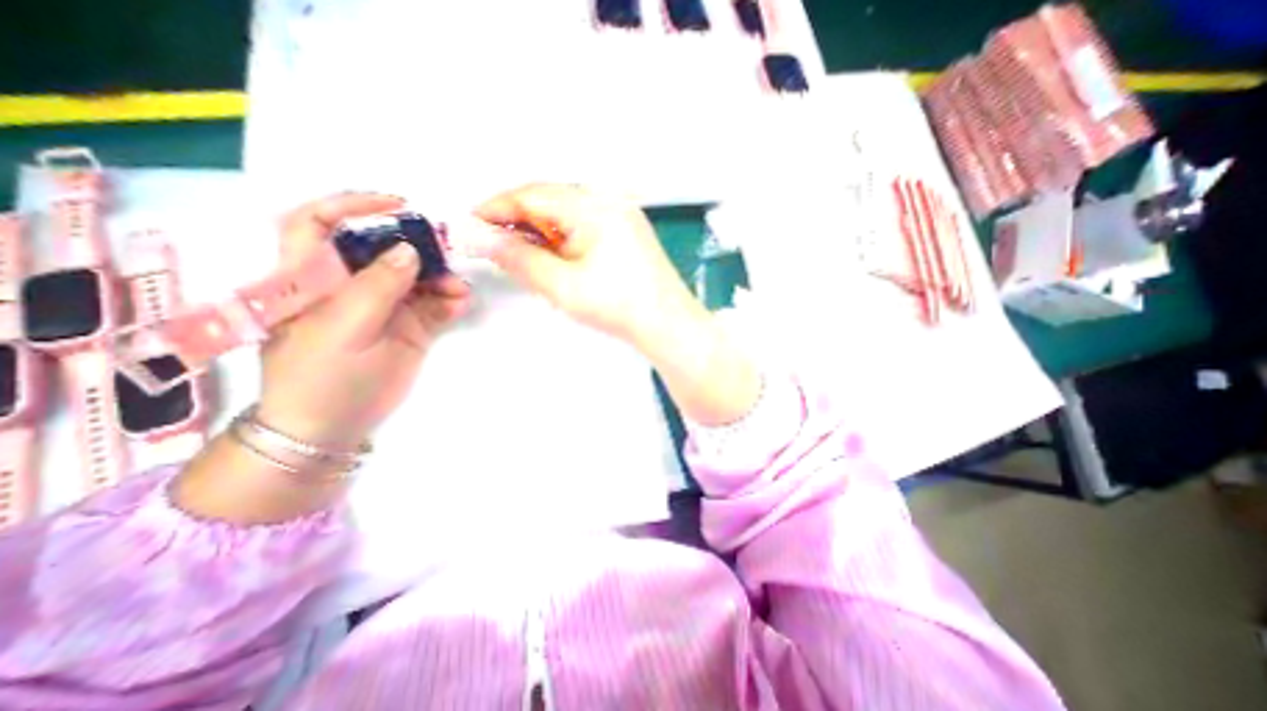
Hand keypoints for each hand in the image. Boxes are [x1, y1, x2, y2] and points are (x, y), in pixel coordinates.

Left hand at [257, 191, 469, 448]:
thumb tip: (409, 249)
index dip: (353, 206)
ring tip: (458, 289)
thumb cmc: (322, 377)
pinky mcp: (410, 326)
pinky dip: (450, 301)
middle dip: (416, 246)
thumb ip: (377, 286)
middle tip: (446, 250)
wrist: (335, 426)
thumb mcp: (344, 329)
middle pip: (383, 249)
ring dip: (441, 277)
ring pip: (417, 277)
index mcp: (313, 278)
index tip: (397, 205)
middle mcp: (350, 284)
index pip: (320, 223)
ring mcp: (384, 305)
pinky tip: (461, 303)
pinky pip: (435, 304)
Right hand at [472, 182, 696, 349]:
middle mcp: (609, 201)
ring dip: (541, 234)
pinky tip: (557, 261)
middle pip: (548, 201)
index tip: (472, 226)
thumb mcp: (561, 285)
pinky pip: (584, 226)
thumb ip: (518, 258)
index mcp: (593, 205)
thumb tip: (480, 238)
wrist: (668, 326)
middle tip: (496, 249)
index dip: (496, 208)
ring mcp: (621, 216)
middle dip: (518, 223)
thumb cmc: (620, 307)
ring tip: (526, 261)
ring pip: (566, 216)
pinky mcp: (626, 233)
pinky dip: (563, 241)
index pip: (530, 194)